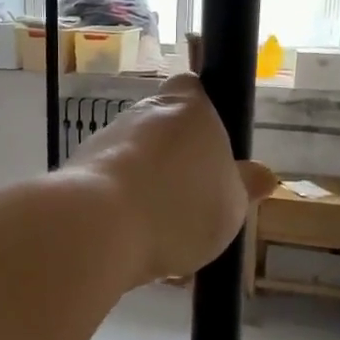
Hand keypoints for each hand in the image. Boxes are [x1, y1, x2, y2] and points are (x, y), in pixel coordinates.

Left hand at [70, 75, 276, 283]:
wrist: (96, 227)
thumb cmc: (178, 207)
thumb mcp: (231, 206)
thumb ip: (244, 187)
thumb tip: (263, 175)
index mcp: (188, 108)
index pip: (193, 89)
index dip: (202, 113)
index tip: (211, 148)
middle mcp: (142, 114)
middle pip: (163, 133)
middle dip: (175, 166)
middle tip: (193, 208)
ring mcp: (104, 141)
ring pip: (136, 166)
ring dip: (148, 194)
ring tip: (165, 244)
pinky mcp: (76, 173)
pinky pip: (110, 191)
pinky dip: (122, 213)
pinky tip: (134, 251)